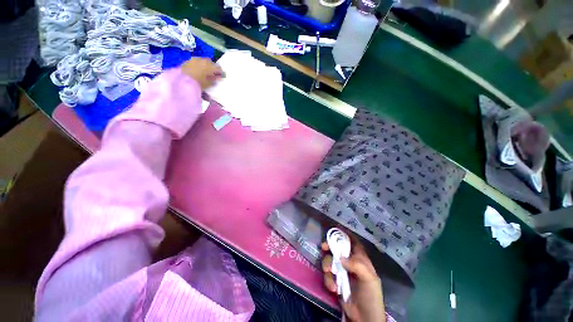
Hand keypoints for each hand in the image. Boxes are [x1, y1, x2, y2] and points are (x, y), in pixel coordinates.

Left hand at [180, 58, 223, 90]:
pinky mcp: (188, 61)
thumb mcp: (208, 84)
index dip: (220, 72)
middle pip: (210, 62)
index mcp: (210, 66)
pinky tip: (198, 71)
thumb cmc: (198, 83)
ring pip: (203, 61)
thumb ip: (214, 80)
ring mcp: (195, 59)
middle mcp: (203, 60)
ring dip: (205, 65)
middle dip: (212, 67)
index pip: (218, 68)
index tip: (221, 76)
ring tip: (205, 72)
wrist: (181, 80)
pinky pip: (196, 62)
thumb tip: (218, 77)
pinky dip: (198, 66)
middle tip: (213, 73)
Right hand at [322, 237, 385, 321]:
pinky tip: (333, 289)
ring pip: (330, 260)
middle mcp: (350, 262)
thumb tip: (340, 257)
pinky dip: (328, 280)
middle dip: (330, 247)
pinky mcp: (335, 280)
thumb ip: (356, 264)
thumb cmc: (370, 296)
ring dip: (327, 266)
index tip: (335, 227)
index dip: (345, 233)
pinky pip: (328, 274)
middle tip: (324, 247)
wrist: (363, 319)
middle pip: (337, 248)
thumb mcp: (368, 279)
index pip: (353, 242)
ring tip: (330, 275)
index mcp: (360, 259)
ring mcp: (342, 271)